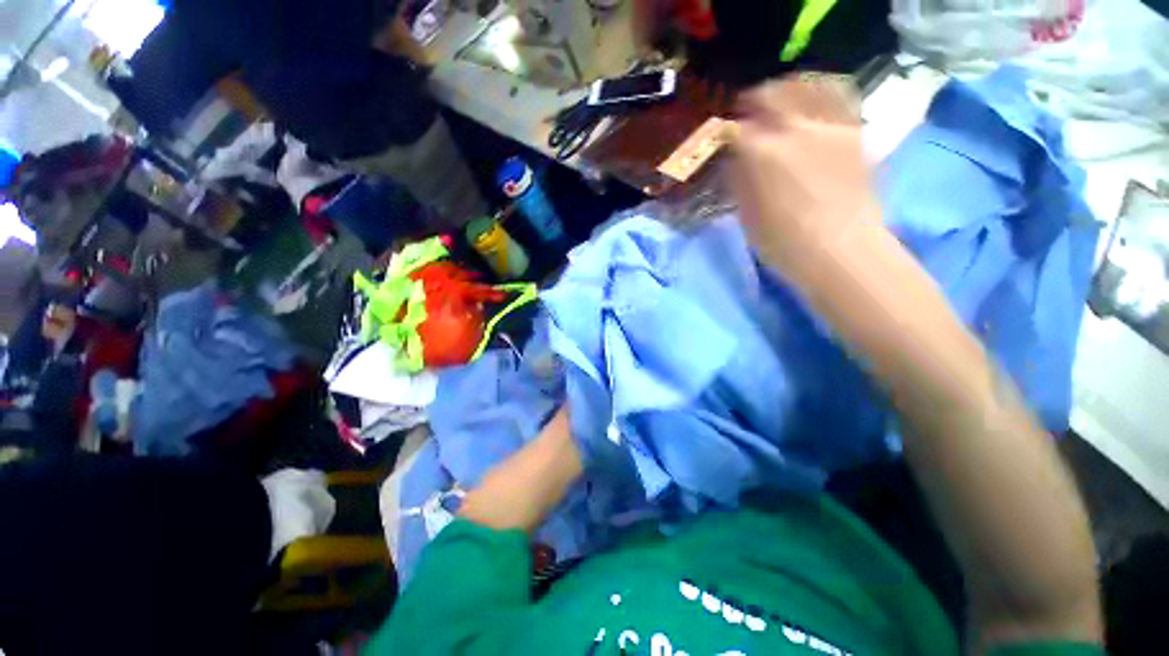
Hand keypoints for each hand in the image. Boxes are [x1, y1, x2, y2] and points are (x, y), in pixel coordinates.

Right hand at [730, 76, 880, 282]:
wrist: (840, 250)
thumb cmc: (783, 241)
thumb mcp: (746, 214)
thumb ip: (739, 180)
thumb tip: (735, 159)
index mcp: (762, 153)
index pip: (734, 129)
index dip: (722, 131)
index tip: (718, 137)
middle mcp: (796, 128)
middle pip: (770, 94)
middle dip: (752, 100)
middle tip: (745, 111)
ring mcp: (829, 125)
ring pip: (807, 86)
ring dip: (788, 88)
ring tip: (781, 97)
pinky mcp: (854, 132)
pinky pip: (839, 97)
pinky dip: (823, 91)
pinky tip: (814, 100)